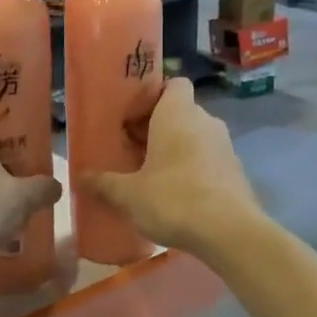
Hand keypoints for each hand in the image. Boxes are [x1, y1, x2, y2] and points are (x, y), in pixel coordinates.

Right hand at [82, 79, 260, 256]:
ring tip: (153, 175)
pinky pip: (209, 159)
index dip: (154, 96)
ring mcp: (225, 146)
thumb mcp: (129, 194)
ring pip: (196, 136)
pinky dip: (194, 169)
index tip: (133, 118)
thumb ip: (104, 183)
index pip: (173, 84)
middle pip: (180, 112)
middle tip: (133, 150)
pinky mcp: (236, 171)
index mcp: (178, 114)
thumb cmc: (173, 199)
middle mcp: (205, 121)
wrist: (229, 232)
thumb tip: (80, 177)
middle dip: (158, 127)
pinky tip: (178, 196)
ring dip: (176, 149)